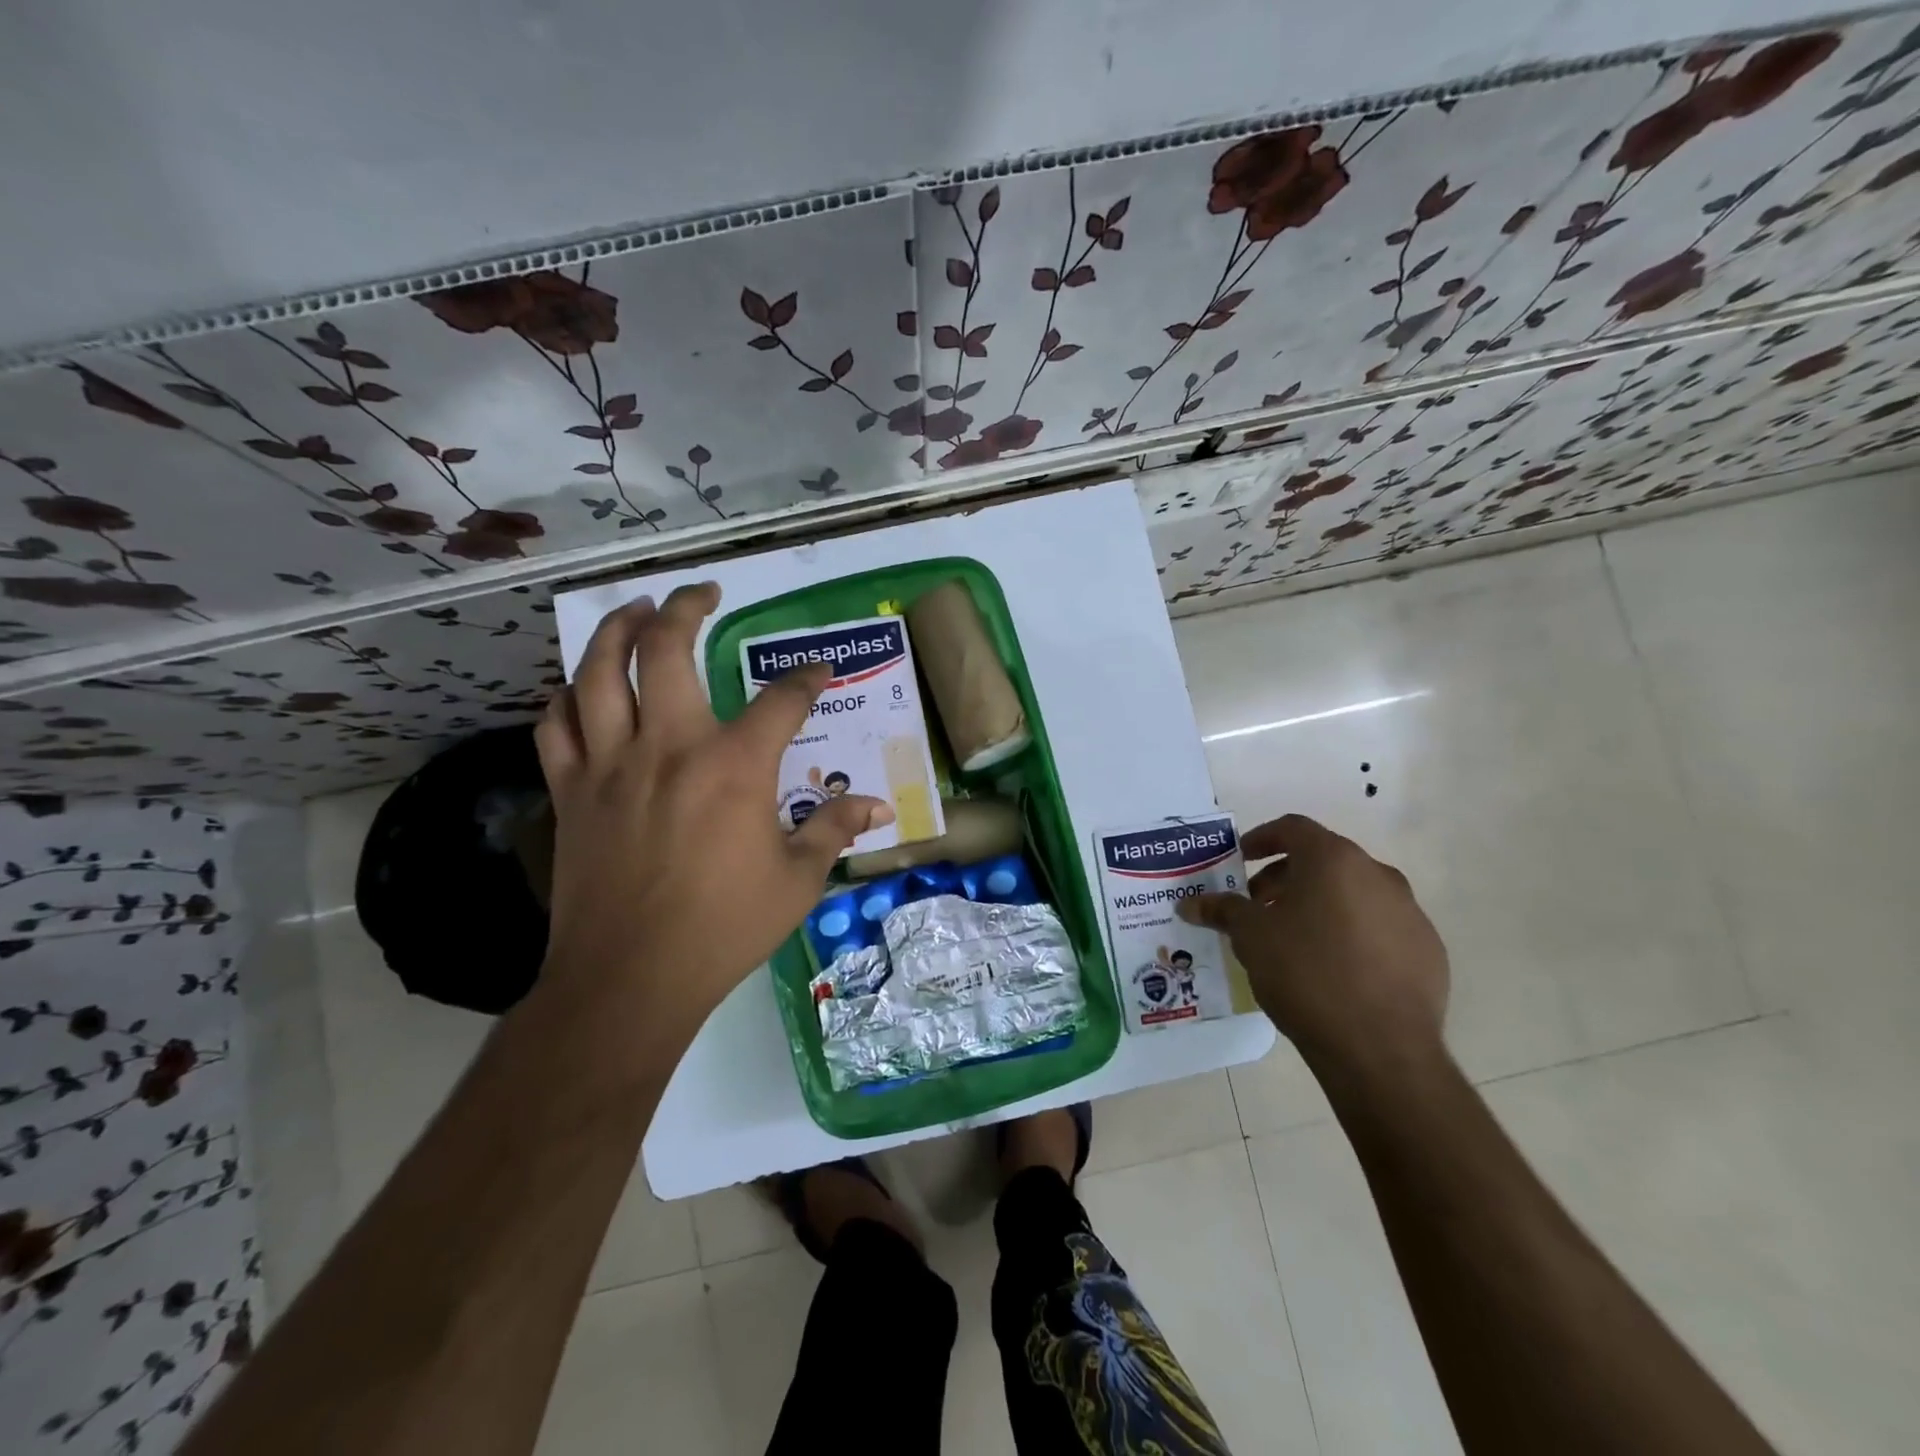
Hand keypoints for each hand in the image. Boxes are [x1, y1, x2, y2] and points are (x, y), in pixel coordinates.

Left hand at [535, 584, 892, 1027]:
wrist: (631, 978)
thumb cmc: (725, 928)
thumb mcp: (798, 880)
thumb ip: (835, 830)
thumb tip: (880, 807)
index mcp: (735, 766)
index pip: (781, 700)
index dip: (806, 680)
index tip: (818, 672)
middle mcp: (670, 746)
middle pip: (666, 650)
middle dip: (686, 609)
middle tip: (701, 593)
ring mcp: (611, 764)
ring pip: (597, 671)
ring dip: (616, 629)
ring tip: (635, 610)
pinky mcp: (571, 791)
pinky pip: (555, 724)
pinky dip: (567, 696)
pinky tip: (581, 689)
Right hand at [1177, 815, 1447, 1074]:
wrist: (1381, 1048)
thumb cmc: (1306, 973)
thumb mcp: (1251, 937)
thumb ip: (1222, 910)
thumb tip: (1190, 903)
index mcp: (1334, 860)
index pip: (1293, 828)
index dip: (1261, 838)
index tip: (1241, 859)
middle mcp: (1377, 875)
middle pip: (1324, 861)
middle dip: (1286, 878)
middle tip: (1258, 906)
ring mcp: (1409, 913)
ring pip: (1354, 894)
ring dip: (1320, 905)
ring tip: (1293, 940)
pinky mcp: (1427, 951)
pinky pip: (1380, 928)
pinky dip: (1352, 934)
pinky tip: (1333, 969)